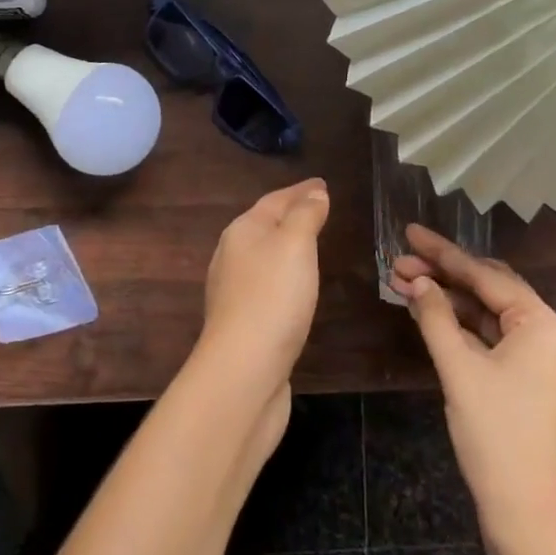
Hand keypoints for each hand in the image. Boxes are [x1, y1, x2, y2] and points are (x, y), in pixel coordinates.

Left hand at [199, 178, 328, 395]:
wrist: (244, 371)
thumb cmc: (273, 297)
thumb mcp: (295, 244)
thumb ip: (305, 215)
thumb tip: (314, 193)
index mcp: (242, 231)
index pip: (275, 200)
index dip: (301, 190)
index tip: (323, 184)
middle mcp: (232, 256)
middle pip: (265, 225)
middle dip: (291, 215)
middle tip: (319, 209)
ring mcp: (234, 291)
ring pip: (264, 256)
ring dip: (286, 247)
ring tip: (311, 244)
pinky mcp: (243, 323)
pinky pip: (267, 285)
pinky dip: (284, 276)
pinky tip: (295, 288)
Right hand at [390, 225, 555, 554]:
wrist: (531, 523)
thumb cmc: (497, 439)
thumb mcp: (459, 371)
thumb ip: (435, 316)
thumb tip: (415, 280)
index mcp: (546, 327)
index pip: (486, 276)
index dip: (443, 253)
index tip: (409, 232)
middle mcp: (555, 336)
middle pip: (492, 291)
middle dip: (444, 275)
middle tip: (400, 261)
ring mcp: (549, 362)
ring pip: (493, 317)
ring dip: (451, 302)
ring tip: (405, 285)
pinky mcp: (538, 383)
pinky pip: (499, 341)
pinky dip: (466, 329)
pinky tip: (432, 315)